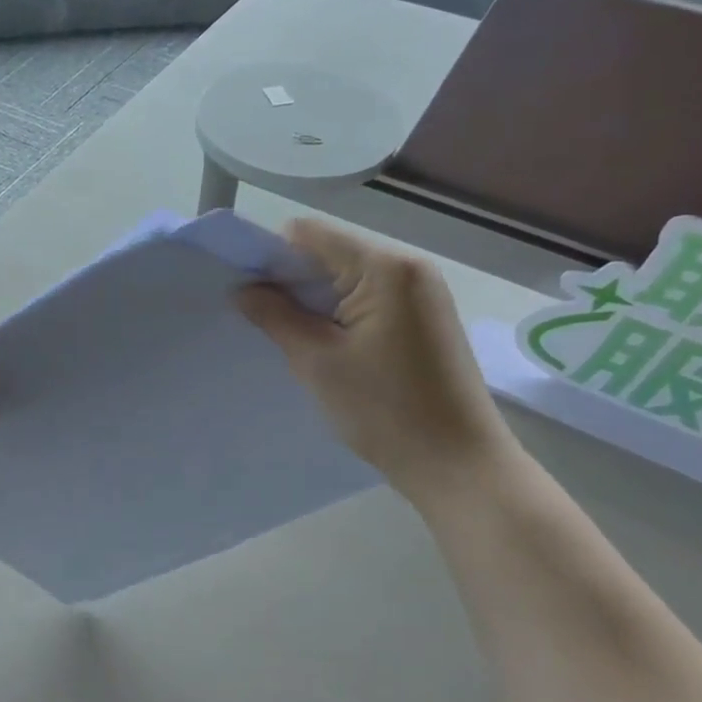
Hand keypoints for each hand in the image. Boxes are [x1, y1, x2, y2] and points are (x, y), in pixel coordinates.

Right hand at [236, 219, 515, 502]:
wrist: (459, 466)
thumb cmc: (386, 410)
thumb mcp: (318, 361)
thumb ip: (276, 316)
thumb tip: (243, 289)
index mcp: (385, 267)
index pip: (308, 235)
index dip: (270, 257)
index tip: (247, 294)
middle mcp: (408, 268)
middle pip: (329, 253)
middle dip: (291, 281)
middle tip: (264, 323)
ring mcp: (422, 293)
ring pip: (347, 278)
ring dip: (314, 301)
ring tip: (295, 340)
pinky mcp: (425, 319)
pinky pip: (368, 299)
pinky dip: (339, 314)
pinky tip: (328, 348)